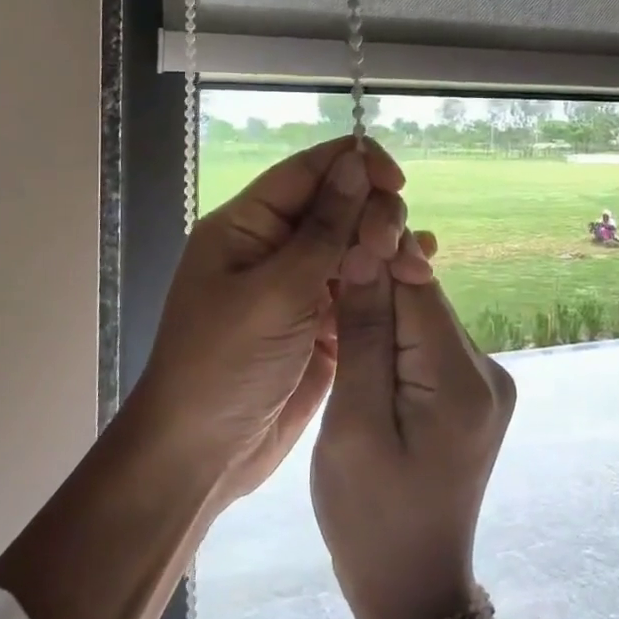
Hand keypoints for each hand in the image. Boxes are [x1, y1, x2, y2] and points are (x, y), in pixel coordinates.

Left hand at [136, 136, 420, 507]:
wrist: (200, 457)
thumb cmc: (224, 366)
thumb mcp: (276, 293)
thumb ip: (324, 228)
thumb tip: (358, 161)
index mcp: (248, 225)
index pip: (310, 170)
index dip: (357, 165)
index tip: (398, 183)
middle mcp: (274, 246)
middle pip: (339, 204)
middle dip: (376, 215)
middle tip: (397, 249)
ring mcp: (299, 284)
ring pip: (354, 244)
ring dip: (387, 248)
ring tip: (417, 266)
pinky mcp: (319, 320)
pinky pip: (359, 286)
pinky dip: (386, 280)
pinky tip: (417, 278)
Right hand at [312, 260, 515, 618]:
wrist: (414, 590)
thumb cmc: (369, 519)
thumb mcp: (352, 427)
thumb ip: (363, 336)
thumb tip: (367, 251)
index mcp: (462, 379)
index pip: (418, 284)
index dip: (375, 253)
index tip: (329, 241)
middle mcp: (488, 370)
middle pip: (423, 299)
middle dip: (374, 286)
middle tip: (320, 291)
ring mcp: (486, 382)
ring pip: (424, 319)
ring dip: (381, 313)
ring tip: (334, 321)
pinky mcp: (474, 394)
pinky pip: (429, 345)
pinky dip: (395, 340)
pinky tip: (363, 353)